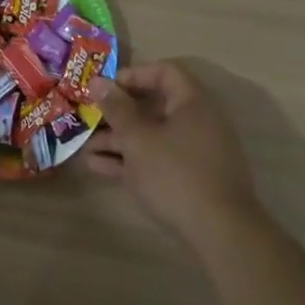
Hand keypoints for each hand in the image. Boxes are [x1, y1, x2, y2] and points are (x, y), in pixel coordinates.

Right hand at [88, 62, 262, 244]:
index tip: (106, 88)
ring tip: (84, 148)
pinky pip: (157, 159)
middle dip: (117, 114)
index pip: (164, 73)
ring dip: (118, 140)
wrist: (220, 232)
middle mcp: (197, 122)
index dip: (133, 75)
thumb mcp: (138, 138)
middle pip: (153, 107)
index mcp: (192, 102)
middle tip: (89, 118)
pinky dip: (131, 160)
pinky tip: (98, 167)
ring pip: (151, 137)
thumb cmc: (175, 173)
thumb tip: (98, 81)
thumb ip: (116, 108)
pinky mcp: (190, 179)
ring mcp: (195, 152)